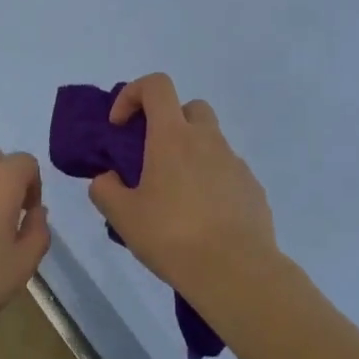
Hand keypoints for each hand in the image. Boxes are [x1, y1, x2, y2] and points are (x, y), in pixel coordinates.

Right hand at [88, 74, 281, 307]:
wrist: (236, 272)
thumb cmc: (173, 236)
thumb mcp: (123, 217)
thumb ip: (105, 190)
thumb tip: (108, 179)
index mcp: (172, 136)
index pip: (156, 85)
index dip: (133, 94)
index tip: (120, 126)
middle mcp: (207, 140)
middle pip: (190, 107)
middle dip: (168, 121)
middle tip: (152, 157)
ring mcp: (235, 163)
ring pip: (211, 141)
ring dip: (191, 154)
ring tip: (176, 197)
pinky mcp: (253, 188)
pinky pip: (227, 172)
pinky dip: (212, 181)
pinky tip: (203, 218)